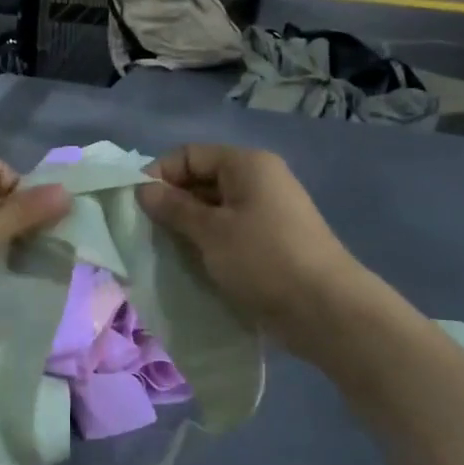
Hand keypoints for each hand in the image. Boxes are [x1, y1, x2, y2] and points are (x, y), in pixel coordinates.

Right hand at [137, 145, 360, 346]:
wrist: (326, 310)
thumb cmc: (263, 259)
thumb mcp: (211, 232)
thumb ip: (174, 208)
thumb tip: (144, 189)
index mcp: (247, 164)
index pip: (190, 154)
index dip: (160, 174)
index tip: (137, 206)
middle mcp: (259, 180)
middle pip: (203, 179)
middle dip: (172, 202)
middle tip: (147, 232)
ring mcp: (268, 212)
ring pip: (215, 209)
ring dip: (188, 226)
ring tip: (166, 251)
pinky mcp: (272, 242)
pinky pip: (230, 231)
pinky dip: (209, 243)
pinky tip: (193, 264)